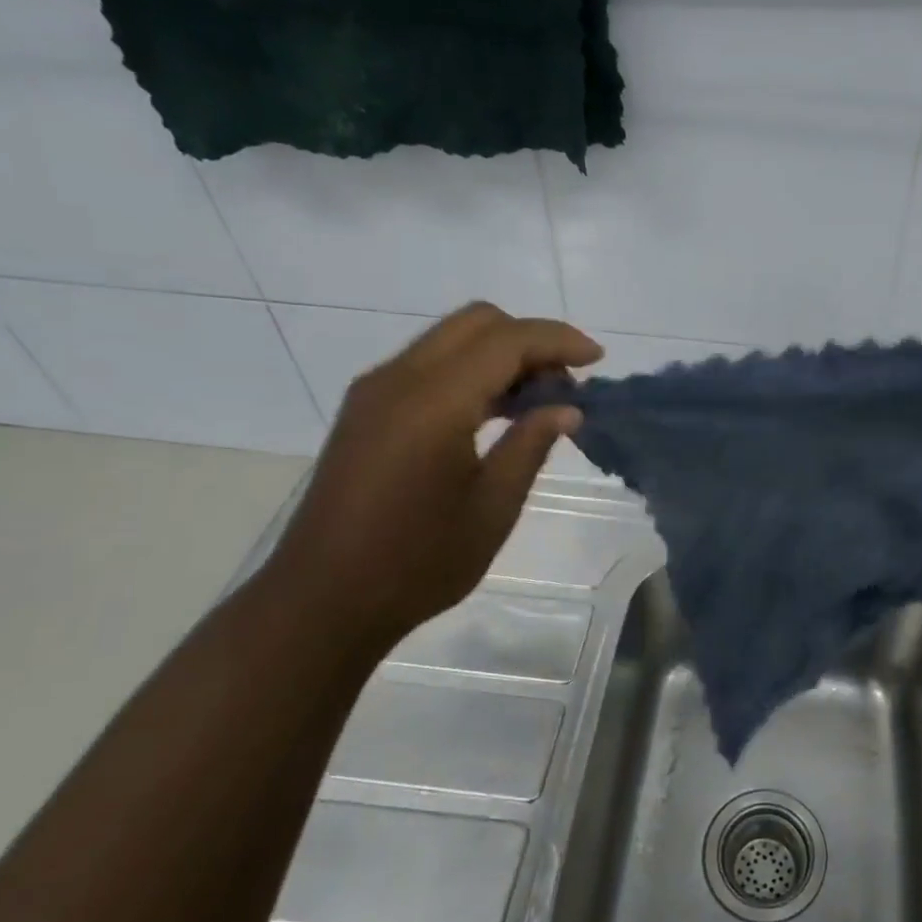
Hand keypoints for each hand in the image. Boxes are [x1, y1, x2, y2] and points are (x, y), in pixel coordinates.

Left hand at [259, 303, 602, 651]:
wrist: (323, 600)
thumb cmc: (418, 562)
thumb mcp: (492, 508)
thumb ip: (531, 445)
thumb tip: (567, 408)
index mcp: (433, 403)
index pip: (507, 340)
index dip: (558, 341)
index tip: (598, 360)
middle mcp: (398, 379)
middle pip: (477, 322)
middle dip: (531, 340)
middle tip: (565, 385)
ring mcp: (375, 391)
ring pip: (451, 338)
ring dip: (501, 354)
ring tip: (538, 401)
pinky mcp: (366, 410)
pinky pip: (429, 364)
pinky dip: (471, 371)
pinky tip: (494, 413)